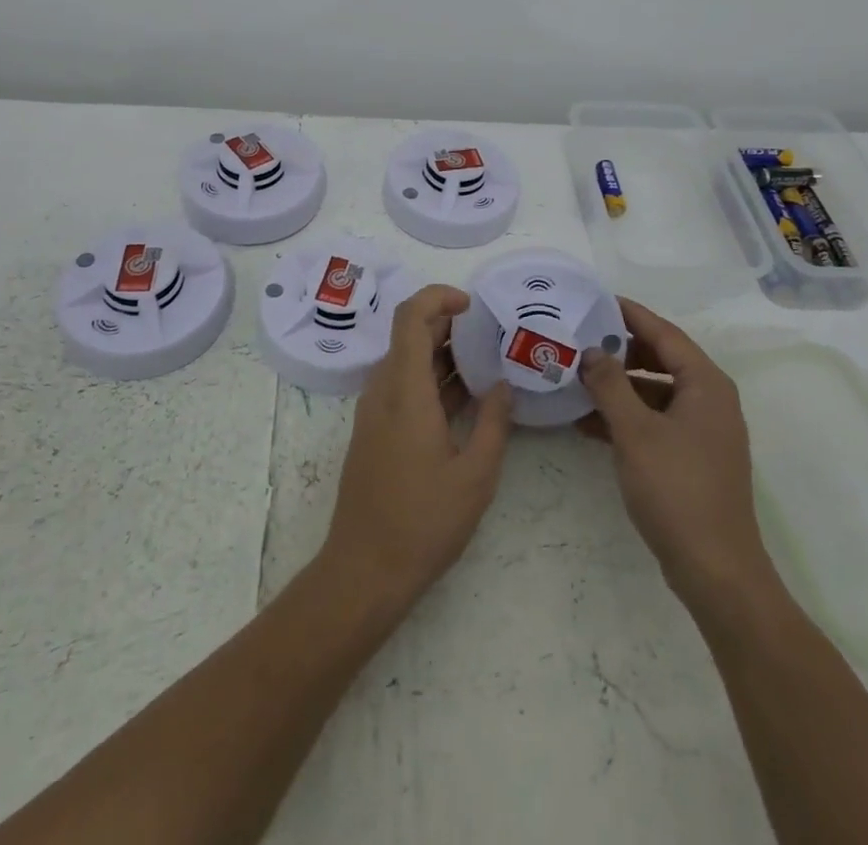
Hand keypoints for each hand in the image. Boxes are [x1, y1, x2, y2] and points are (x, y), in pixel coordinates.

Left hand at [321, 285, 513, 614]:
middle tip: (490, 334)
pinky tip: (463, 397)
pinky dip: (430, 379)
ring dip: (441, 354)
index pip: (411, 317)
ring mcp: (374, 411)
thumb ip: (494, 423)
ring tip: (485, 362)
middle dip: (448, 325)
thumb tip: (502, 385)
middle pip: (409, 335)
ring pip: (406, 361)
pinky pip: (402, 386)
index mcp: (405, 391)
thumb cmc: (423, 522)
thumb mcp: (475, 475)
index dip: (438, 297)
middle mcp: (383, 391)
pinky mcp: (374, 431)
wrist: (364, 570)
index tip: (472, 305)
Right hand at [578, 297, 777, 614]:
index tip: (595, 300)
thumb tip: (592, 351)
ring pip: (656, 391)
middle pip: (662, 359)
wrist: (716, 570)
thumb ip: (611, 385)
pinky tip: (589, 423)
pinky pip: (657, 420)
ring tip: (577, 379)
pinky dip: (628, 416)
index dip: (630, 314)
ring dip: (620, 386)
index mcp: (706, 384)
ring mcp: (704, 430)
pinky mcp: (694, 457)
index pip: (664, 333)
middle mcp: (710, 399)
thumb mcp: (635, 431)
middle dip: (621, 350)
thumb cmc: (677, 489)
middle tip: (580, 339)